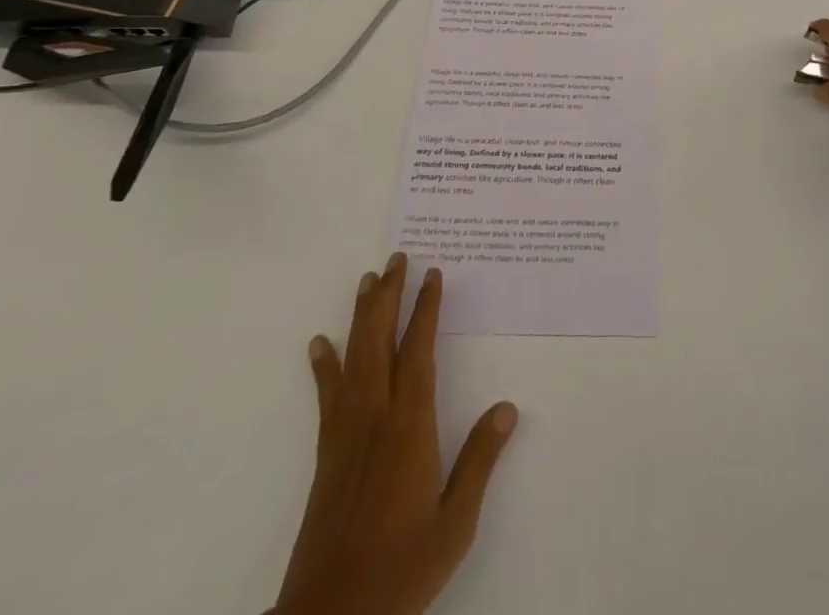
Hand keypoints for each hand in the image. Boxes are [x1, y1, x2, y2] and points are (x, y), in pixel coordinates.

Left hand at [275, 254, 518, 614]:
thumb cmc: (401, 569)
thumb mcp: (455, 523)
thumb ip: (479, 461)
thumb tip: (507, 408)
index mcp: (410, 428)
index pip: (418, 352)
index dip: (425, 310)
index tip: (432, 274)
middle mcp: (375, 418)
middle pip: (380, 342)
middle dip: (388, 296)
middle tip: (396, 258)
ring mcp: (346, 433)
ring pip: (354, 358)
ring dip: (360, 316)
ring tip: (366, 280)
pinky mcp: (326, 453)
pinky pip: (327, 396)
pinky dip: (324, 365)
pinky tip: (321, 343)